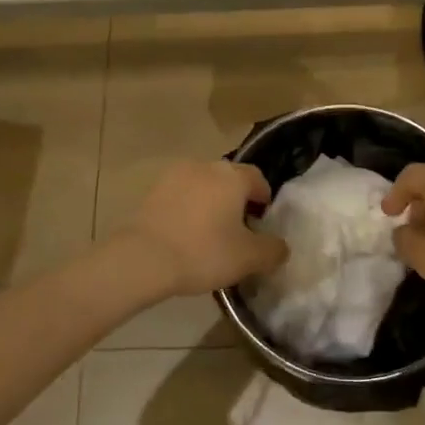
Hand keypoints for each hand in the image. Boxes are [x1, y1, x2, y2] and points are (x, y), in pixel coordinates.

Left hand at [125, 160, 288, 296]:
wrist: (143, 258)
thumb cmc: (203, 252)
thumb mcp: (249, 258)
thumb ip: (273, 250)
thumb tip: (281, 246)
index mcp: (233, 176)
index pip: (258, 179)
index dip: (264, 200)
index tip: (261, 223)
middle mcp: (205, 166)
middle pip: (229, 180)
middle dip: (236, 201)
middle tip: (237, 231)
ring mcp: (175, 175)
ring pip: (203, 187)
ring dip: (210, 204)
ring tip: (208, 235)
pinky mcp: (152, 190)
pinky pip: (180, 196)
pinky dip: (187, 210)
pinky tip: (184, 235)